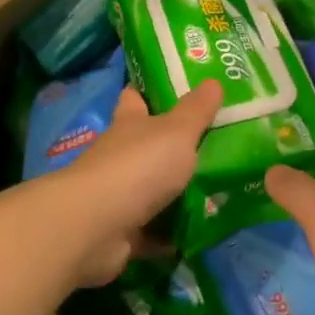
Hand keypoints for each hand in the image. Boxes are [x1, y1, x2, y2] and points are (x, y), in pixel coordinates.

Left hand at [44, 81, 221, 285]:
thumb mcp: (177, 132)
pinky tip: (199, 233)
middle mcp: (120, 155)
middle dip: (173, 146)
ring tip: (219, 191)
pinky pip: (152, 231)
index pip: (135, 98)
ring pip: (151, 189)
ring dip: (175, 194)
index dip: (151, 91)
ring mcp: (117, 195)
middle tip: (216, 144)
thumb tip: (214, 80)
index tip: (176, 89)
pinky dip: (170, 234)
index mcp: (129, 123)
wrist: (95, 228)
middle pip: (146, 145)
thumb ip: (197, 110)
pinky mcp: (120, 232)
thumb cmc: (138, 166)